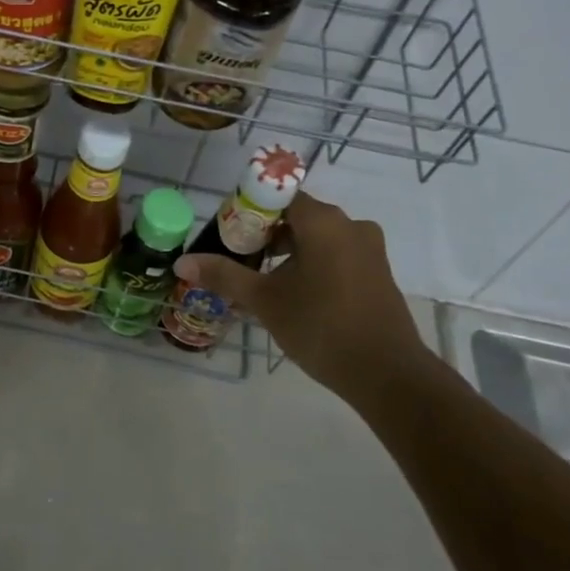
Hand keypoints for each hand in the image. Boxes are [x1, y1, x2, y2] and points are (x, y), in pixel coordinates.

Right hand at [175, 193, 428, 394]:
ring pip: (317, 237)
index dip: (247, 211)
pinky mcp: (377, 272)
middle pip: (296, 216)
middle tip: (238, 261)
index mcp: (323, 221)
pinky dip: (312, 264)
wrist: (386, 373)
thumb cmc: (320, 326)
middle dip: (264, 235)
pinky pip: (336, 254)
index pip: (276, 196)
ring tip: (262, 281)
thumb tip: (182, 262)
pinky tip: (295, 294)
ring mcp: (369, 248)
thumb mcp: (264, 300)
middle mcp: (350, 224)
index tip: (228, 237)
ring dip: (287, 252)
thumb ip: (224, 275)